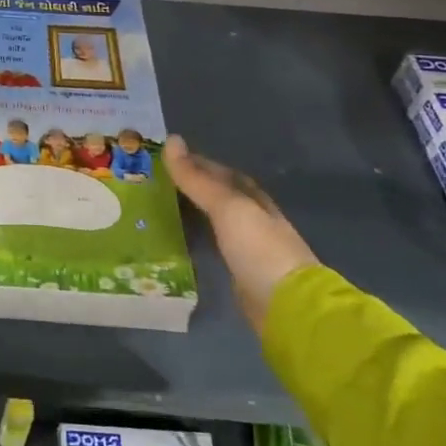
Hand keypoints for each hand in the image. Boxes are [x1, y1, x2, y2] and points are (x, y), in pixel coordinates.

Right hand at [163, 137, 318, 330]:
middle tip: (157, 181)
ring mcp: (249, 246)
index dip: (197, 163)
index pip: (222, 173)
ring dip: (194, 211)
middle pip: (220, 195)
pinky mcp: (241, 271)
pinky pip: (214, 244)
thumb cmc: (259, 249)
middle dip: (194, 186)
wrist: (288, 306)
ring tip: (162, 206)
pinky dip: (198, 235)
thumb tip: (171, 140)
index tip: (165, 159)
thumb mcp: (227, 208)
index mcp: (254, 199)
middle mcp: (254, 218)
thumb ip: (197, 179)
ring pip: (217, 220)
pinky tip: (181, 238)